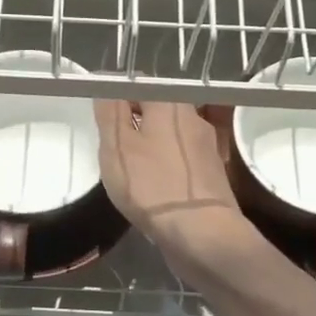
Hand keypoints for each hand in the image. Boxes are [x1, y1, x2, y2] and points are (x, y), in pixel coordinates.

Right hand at [94, 100, 260, 285]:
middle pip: (157, 110)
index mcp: (170, 104)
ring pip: (170, 136)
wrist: (202, 233)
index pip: (139, 85)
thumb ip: (110, 112)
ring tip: (130, 169)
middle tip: (112, 145)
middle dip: (134, 123)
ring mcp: (207, 147)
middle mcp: (194, 118)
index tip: (102, 118)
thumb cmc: (152, 185)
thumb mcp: (117, 146)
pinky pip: (181, 161)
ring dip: (150, 146)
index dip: (117, 97)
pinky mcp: (212, 175)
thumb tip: (107, 82)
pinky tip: (153, 186)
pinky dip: (165, 167)